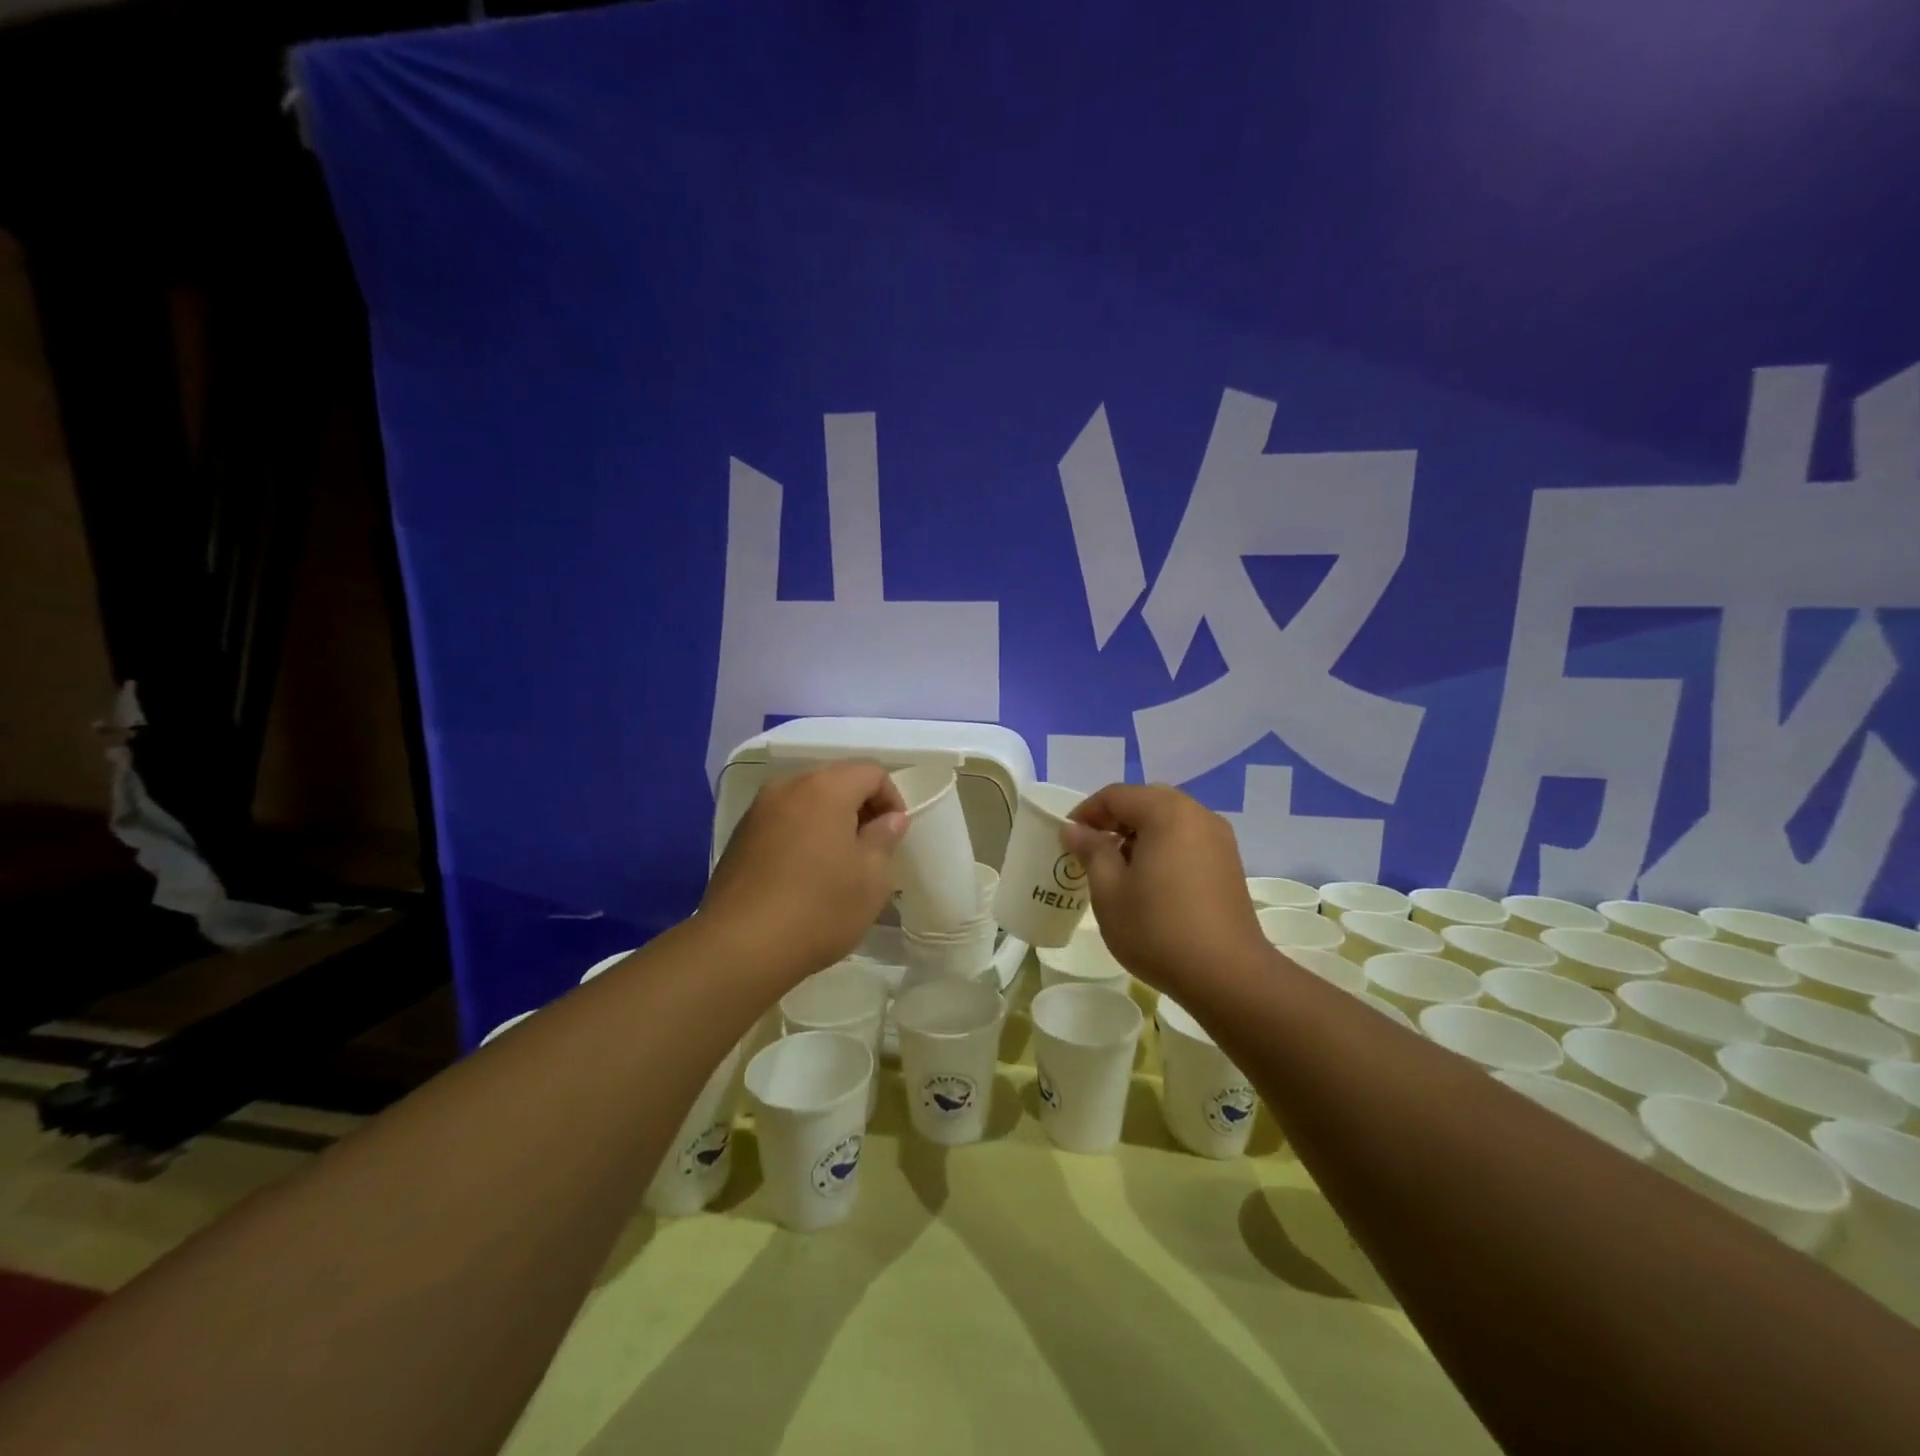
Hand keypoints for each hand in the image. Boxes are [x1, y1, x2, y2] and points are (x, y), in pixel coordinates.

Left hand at [701, 760, 908, 978]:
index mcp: (825, 789)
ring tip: (838, 862)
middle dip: (859, 806)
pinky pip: (782, 821)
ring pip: (806, 800)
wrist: (741, 947)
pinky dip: (802, 834)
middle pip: (835, 779)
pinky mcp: (739, 837)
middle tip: (871, 847)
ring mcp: (758, 811)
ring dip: (829, 820)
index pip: (871, 772)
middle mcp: (788, 788)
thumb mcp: (871, 878)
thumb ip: (884, 838)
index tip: (895, 835)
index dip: (891, 798)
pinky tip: (805, 874)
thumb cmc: (819, 908)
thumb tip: (890, 818)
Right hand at [1062, 784, 1266, 996]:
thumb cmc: (1157, 928)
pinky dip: (1163, 847)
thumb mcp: (1109, 890)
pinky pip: (1187, 839)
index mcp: (1167, 812)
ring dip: (1139, 834)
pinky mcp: (1228, 864)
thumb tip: (1075, 829)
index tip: (1067, 839)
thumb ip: (1091, 851)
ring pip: (1169, 820)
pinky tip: (1151, 882)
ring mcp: (1219, 839)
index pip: (1116, 795)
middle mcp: (1198, 814)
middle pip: (1146, 801)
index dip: (1086, 813)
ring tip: (1119, 868)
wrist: (1227, 975)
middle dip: (1114, 820)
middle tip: (1092, 850)